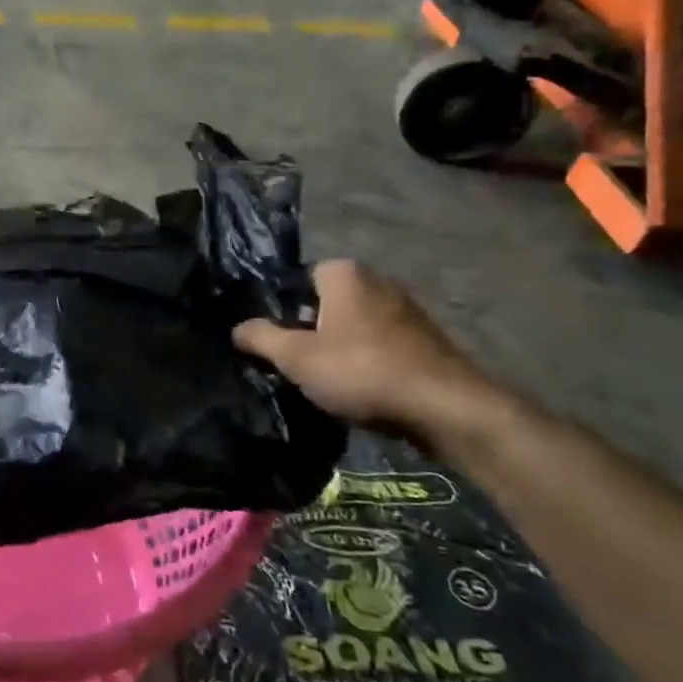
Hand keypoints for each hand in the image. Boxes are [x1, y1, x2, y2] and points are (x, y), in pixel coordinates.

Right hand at [233, 261, 489, 440]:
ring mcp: (407, 308)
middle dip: (312, 329)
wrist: (446, 408)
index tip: (278, 342)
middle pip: (326, 303)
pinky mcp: (426, 338)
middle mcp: (377, 279)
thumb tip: (237, 328)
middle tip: (299, 364)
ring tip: (330, 382)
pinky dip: (369, 360)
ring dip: (341, 348)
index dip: (283, 310)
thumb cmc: (362, 371)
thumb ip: (261, 338)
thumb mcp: (297, 358)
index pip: (298, 280)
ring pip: (355, 325)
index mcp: (343, 272)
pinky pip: (381, 343)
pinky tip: (364, 389)